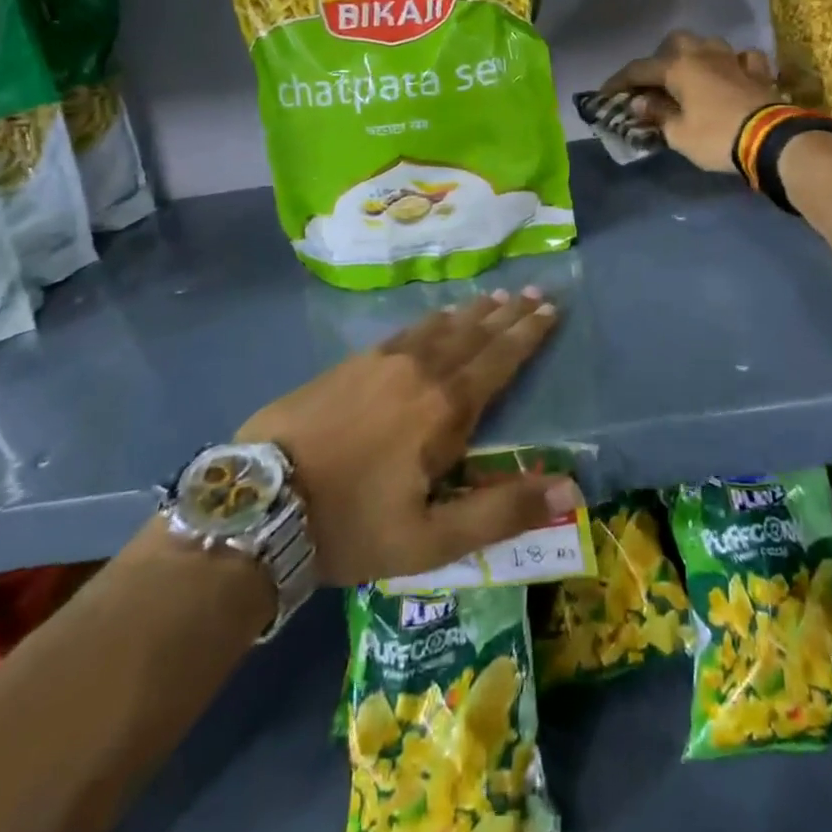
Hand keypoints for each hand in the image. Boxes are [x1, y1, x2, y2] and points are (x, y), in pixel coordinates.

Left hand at [236, 288, 580, 586]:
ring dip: (473, 312)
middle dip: (508, 313)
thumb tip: (570, 489)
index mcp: (445, 409)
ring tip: (496, 296)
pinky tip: (438, 315)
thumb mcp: (431, 540)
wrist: (261, 502)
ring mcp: (382, 361)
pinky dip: (433, 319)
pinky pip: (407, 330)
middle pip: (474, 334)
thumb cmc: (352, 525)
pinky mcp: (352, 362)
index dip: (528, 334)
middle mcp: (420, 371)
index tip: (551, 309)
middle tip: (534, 291)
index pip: (499, 360)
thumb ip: (502, 511)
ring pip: (441, 326)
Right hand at [600, 30, 780, 172]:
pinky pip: (742, 58)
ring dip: (696, 55)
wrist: (771, 140)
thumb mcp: (678, 134)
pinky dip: (733, 64)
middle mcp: (704, 55)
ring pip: (709, 44)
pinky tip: (731, 74)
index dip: (619, 81)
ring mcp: (734, 59)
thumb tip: (640, 102)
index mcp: (679, 68)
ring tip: (691, 76)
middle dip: (661, 58)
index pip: (639, 69)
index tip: (606, 94)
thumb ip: (657, 114)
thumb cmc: (716, 137)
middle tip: (656, 82)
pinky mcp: (759, 72)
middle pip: (676, 42)